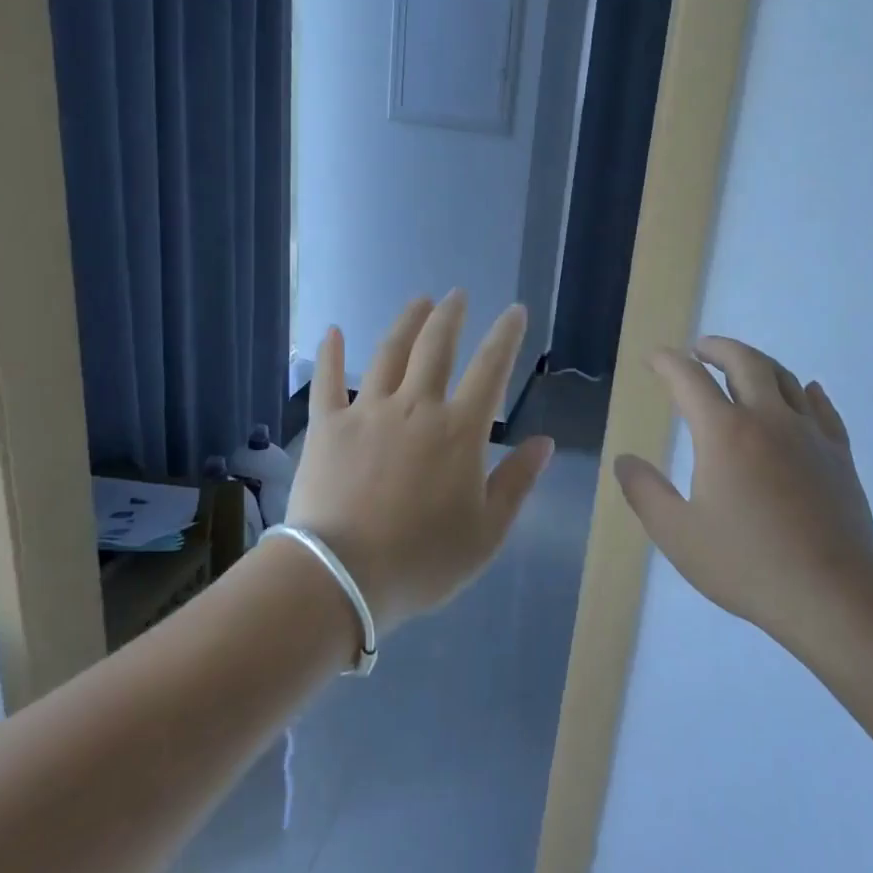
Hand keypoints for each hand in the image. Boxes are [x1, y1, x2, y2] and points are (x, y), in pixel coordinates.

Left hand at [282, 292, 554, 634]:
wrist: (341, 577)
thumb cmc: (422, 559)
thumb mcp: (486, 532)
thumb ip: (517, 482)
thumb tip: (544, 442)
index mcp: (459, 430)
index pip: (491, 369)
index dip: (506, 336)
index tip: (515, 311)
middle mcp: (415, 407)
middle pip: (436, 347)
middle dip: (451, 316)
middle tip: (457, 295)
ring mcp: (367, 411)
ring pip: (389, 352)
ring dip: (406, 322)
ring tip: (418, 301)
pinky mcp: (327, 425)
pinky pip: (329, 380)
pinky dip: (332, 353)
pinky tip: (334, 331)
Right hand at [614, 336, 872, 654]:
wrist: (833, 594)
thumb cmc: (747, 564)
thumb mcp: (677, 534)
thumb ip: (645, 492)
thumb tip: (625, 460)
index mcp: (724, 433)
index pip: (689, 380)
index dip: (668, 363)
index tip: (655, 358)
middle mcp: (768, 419)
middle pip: (744, 362)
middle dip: (718, 348)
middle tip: (700, 349)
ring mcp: (809, 434)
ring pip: (785, 378)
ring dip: (759, 363)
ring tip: (743, 366)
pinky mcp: (839, 455)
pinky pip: (823, 408)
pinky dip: (807, 392)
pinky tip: (806, 391)